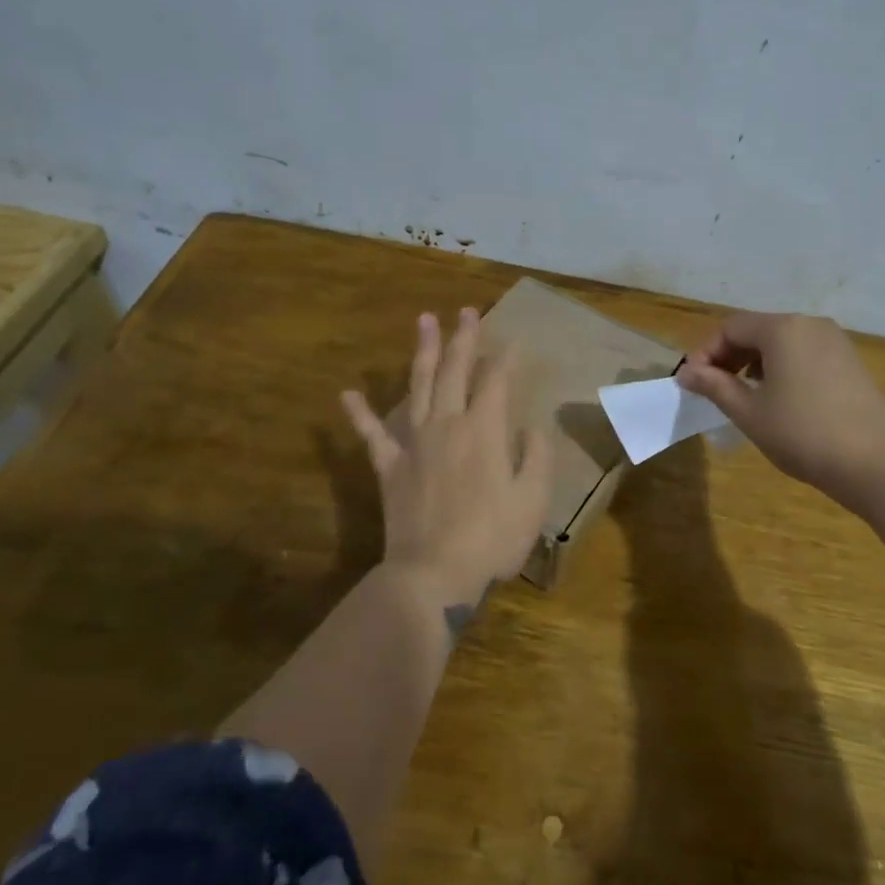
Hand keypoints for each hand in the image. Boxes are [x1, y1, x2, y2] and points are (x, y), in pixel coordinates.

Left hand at [342, 308, 553, 609]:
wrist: (433, 574)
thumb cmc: (491, 538)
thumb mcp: (533, 499)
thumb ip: (537, 456)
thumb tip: (532, 426)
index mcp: (484, 430)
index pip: (497, 381)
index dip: (506, 358)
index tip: (514, 339)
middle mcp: (448, 424)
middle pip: (456, 370)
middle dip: (463, 338)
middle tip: (466, 310)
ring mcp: (414, 443)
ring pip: (419, 386)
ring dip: (423, 352)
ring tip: (424, 320)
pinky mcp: (390, 467)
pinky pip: (372, 435)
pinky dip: (360, 414)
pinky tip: (347, 394)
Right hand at [677, 312, 884, 514]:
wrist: (875, 463)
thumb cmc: (802, 433)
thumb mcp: (749, 412)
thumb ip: (714, 386)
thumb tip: (685, 372)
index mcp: (782, 329)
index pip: (730, 327)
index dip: (706, 352)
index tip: (694, 383)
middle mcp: (809, 324)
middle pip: (757, 329)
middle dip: (730, 356)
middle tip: (714, 390)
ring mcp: (835, 341)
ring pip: (782, 341)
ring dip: (755, 362)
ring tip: (745, 395)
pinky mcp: (850, 360)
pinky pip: (804, 352)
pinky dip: (783, 367)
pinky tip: (780, 398)